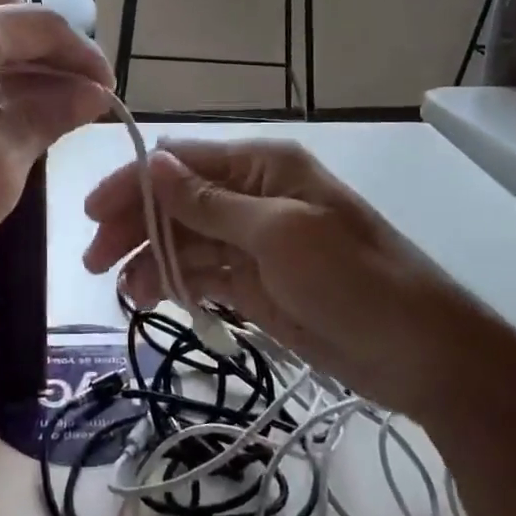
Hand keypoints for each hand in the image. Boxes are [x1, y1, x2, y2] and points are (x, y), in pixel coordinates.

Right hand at [82, 139, 501, 416]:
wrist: (424, 354)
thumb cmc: (355, 280)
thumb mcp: (280, 234)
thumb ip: (211, 203)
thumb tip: (153, 162)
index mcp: (262, 167)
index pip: (182, 164)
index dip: (133, 184)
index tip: (92, 215)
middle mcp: (252, 196)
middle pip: (176, 201)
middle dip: (134, 224)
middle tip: (94, 261)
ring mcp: (253, 243)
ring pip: (185, 240)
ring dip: (150, 258)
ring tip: (124, 291)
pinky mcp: (257, 284)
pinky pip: (203, 274)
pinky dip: (175, 282)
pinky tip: (151, 298)